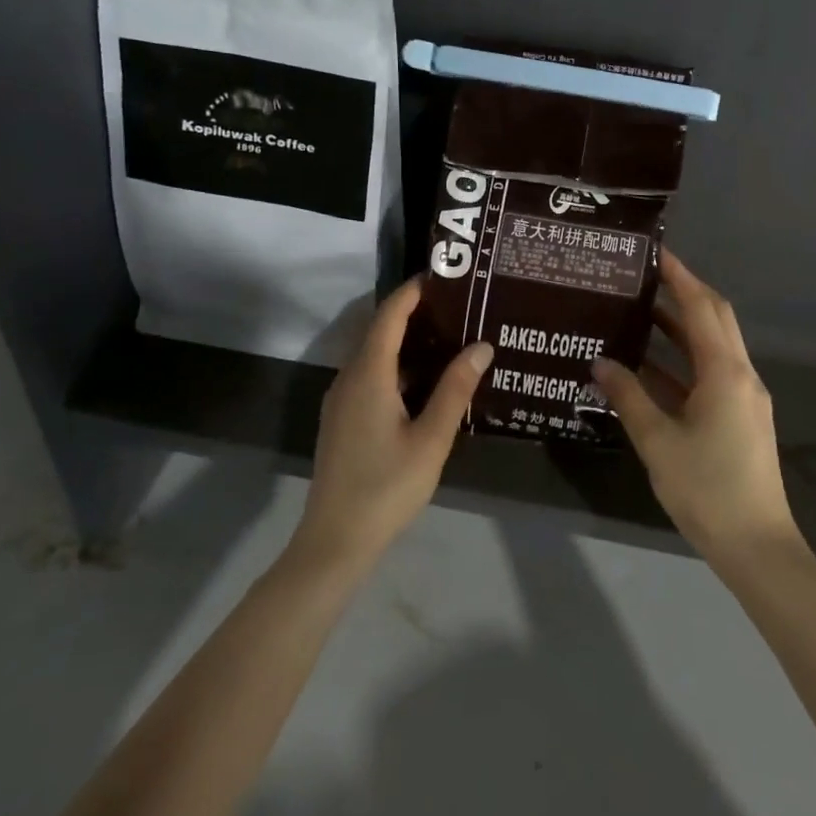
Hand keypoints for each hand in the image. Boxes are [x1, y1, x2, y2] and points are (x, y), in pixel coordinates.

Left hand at [290, 278, 493, 575]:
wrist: (335, 540)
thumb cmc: (387, 487)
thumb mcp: (431, 439)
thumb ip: (455, 389)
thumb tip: (481, 346)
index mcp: (368, 375)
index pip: (388, 316)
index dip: (412, 292)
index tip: (442, 275)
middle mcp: (349, 378)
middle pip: (378, 330)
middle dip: (413, 312)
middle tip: (456, 304)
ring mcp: (341, 400)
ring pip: (373, 355)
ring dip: (405, 340)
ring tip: (448, 335)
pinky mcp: (342, 419)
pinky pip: (369, 375)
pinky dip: (396, 364)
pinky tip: (425, 379)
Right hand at [593, 251, 804, 568]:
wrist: (756, 545)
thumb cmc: (706, 489)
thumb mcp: (657, 441)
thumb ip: (628, 396)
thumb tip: (600, 362)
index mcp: (725, 372)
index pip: (701, 307)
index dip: (679, 276)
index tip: (655, 252)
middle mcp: (741, 374)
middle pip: (714, 319)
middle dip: (683, 293)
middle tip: (645, 277)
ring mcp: (744, 397)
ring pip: (712, 347)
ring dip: (681, 328)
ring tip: (640, 313)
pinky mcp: (741, 418)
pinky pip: (711, 374)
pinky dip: (683, 363)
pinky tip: (649, 368)